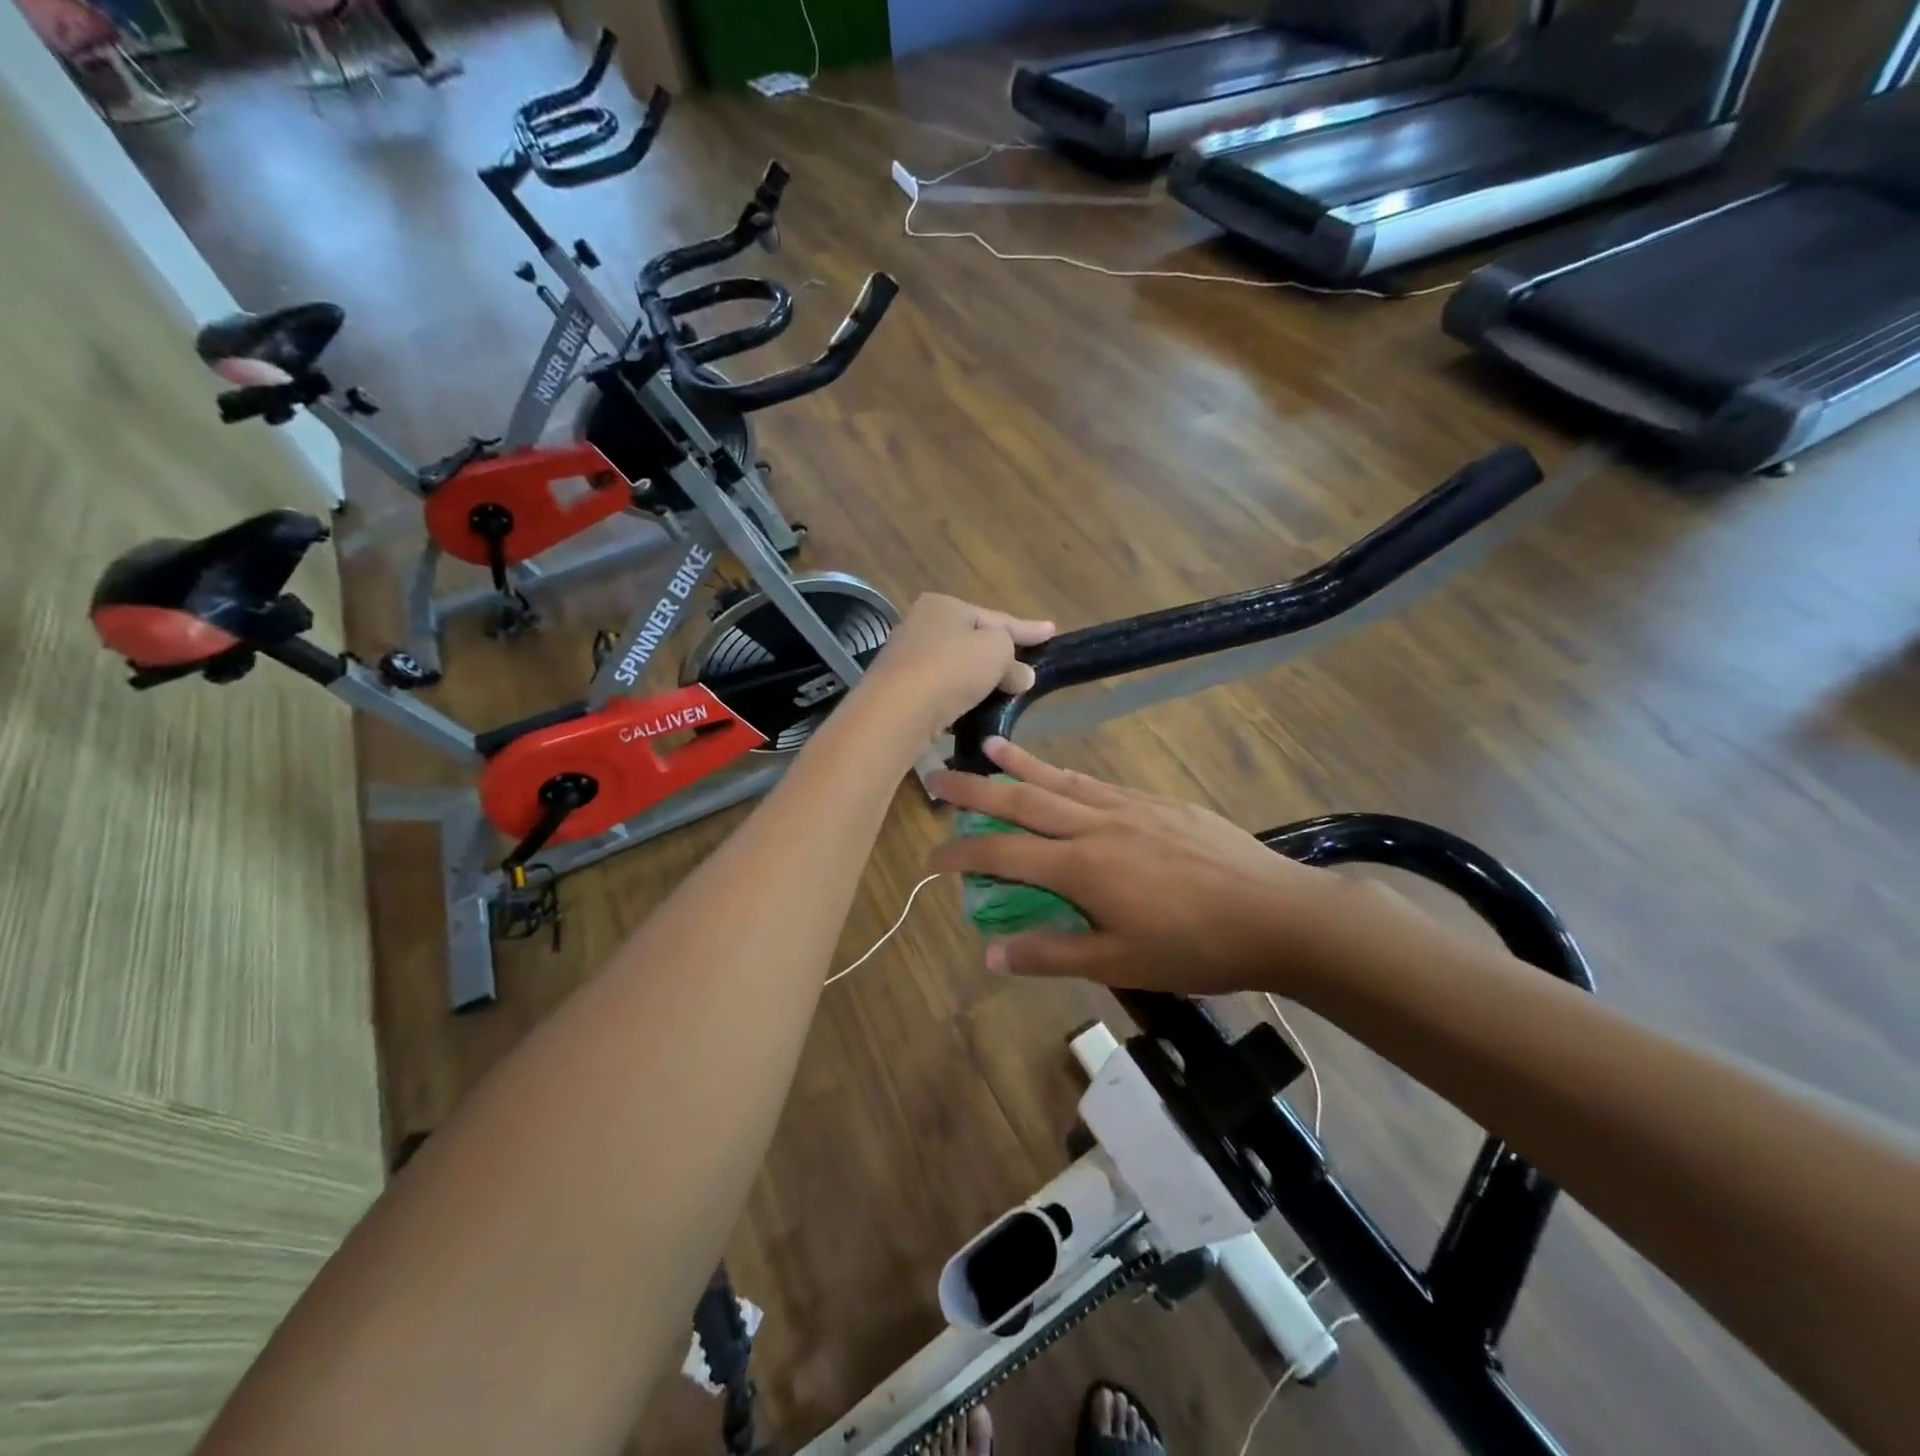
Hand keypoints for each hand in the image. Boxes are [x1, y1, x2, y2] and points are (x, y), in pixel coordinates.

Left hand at [854, 595, 1053, 744]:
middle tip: (1029, 667)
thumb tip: (1023, 675)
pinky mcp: (900, 691)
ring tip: (1008, 693)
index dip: (1027, 628)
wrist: (897, 710)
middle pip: (973, 640)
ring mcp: (906, 658)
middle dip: (1001, 654)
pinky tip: (976, 711)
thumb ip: (1014, 659)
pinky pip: (942, 690)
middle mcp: (920, 624)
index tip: (1052, 631)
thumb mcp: (996, 652)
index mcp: (943, 605)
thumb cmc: (951, 668)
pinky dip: (961, 697)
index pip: (996, 617)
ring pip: (957, 666)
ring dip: (981, 679)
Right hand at [928, 740, 1367, 996]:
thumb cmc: (1196, 947)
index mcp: (1082, 866)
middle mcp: (1097, 825)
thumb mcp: (1120, 964)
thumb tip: (992, 953)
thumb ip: (1053, 955)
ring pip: (1061, 780)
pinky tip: (1063, 775)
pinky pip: (1098, 783)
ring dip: (1020, 765)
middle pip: (1024, 800)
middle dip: (975, 789)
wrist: (1277, 913)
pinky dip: (1067, 775)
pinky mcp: (1158, 803)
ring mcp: (1130, 807)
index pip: (1004, 854)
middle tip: (937, 774)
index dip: (963, 854)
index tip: (932, 856)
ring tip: (990, 748)